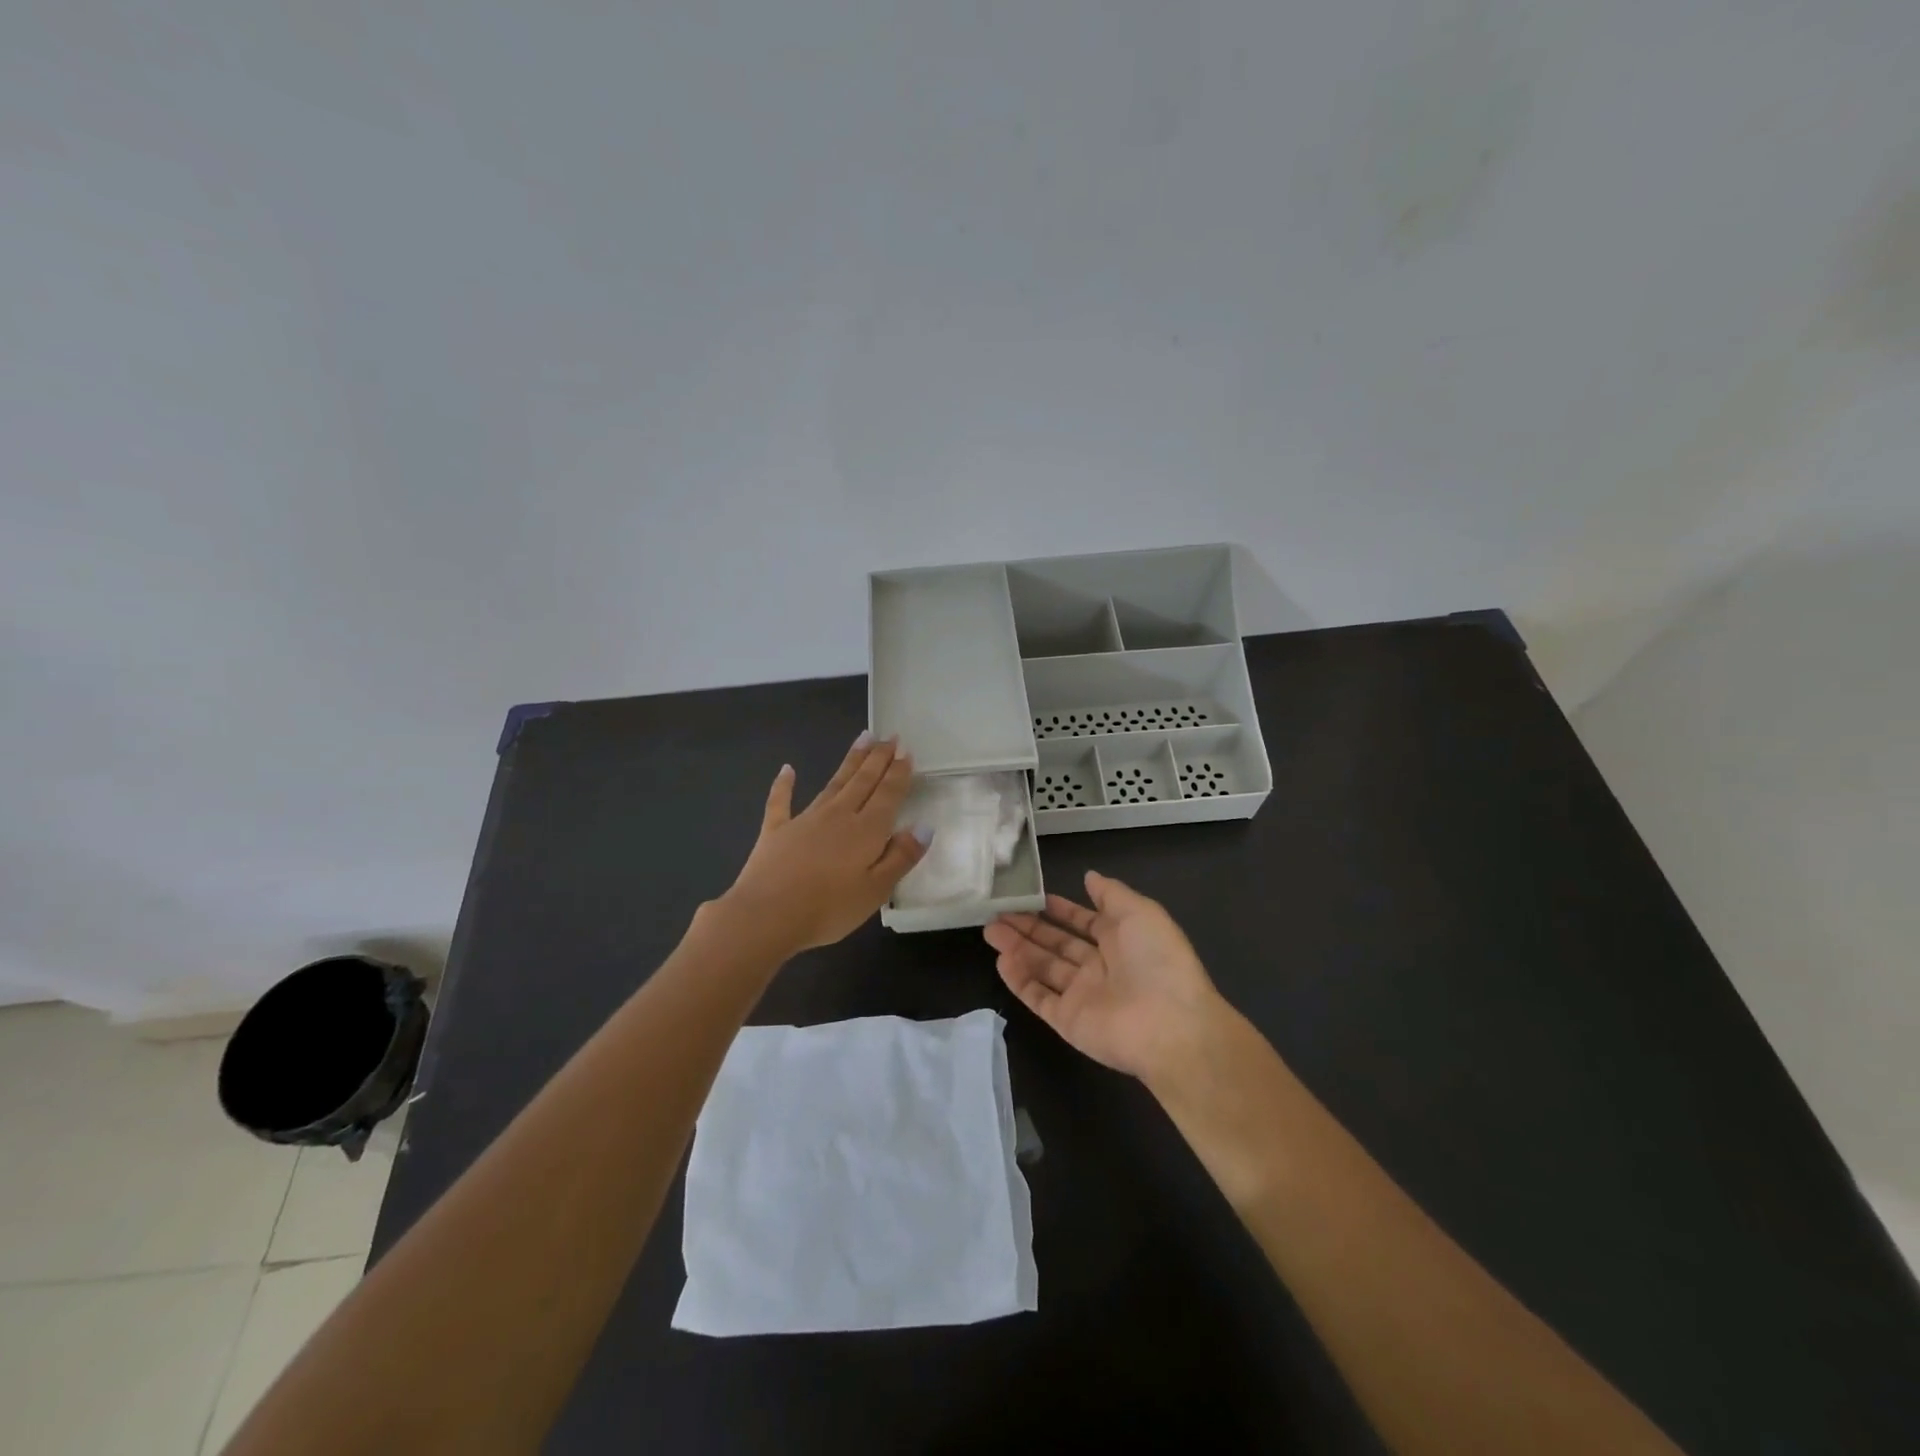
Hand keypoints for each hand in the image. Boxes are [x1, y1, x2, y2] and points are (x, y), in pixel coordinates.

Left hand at [718, 734, 928, 953]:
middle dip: (878, 758)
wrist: (766, 915)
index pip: (888, 794)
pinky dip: (785, 784)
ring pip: (833, 783)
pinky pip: (781, 801)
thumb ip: (901, 857)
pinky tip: (787, 769)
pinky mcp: (776, 831)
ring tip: (863, 739)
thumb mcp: (876, 890)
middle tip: (889, 736)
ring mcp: (805, 820)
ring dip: (850, 761)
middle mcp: (838, 815)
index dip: (898, 772)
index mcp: (866, 830)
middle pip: (863, 781)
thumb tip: (924, 826)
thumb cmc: (828, 908)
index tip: (906, 750)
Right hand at [984, 871, 1222, 1080]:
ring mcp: (1082, 995)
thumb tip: (1088, 876)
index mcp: (1120, 941)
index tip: (1032, 897)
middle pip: (1057, 944)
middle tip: (997, 912)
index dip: (1059, 909)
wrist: (1170, 1025)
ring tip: (990, 930)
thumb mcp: (1140, 912)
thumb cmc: (1158, 960)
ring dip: (1018, 948)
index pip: (1083, 922)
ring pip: (1043, 967)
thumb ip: (1111, 894)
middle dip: (1029, 927)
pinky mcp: (1068, 1021)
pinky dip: (1019, 979)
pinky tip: (1001, 960)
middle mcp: (1099, 967)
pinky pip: (1038, 997)